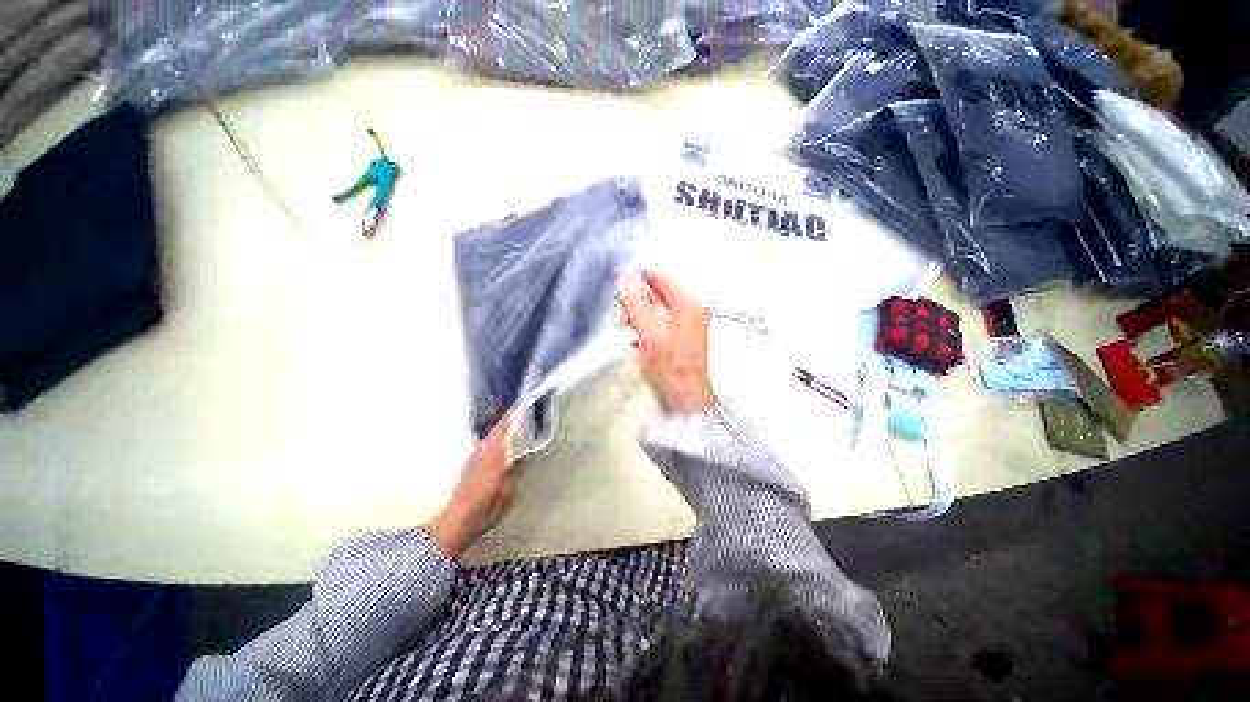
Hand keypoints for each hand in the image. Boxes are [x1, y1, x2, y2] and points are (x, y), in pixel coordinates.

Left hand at [425, 414, 523, 557]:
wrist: (455, 522)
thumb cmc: (485, 508)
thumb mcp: (509, 491)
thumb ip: (516, 471)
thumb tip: (523, 456)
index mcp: (495, 453)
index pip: (506, 428)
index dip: (515, 416)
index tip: (524, 405)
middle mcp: (483, 450)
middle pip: (497, 428)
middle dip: (509, 419)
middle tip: (522, 412)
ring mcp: (474, 456)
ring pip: (490, 436)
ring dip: (501, 428)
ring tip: (514, 425)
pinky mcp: (469, 464)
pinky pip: (485, 444)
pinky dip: (495, 439)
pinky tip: (501, 444)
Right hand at [617, 269, 715, 414]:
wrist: (690, 400)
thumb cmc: (669, 366)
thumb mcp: (647, 331)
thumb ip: (634, 301)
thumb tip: (624, 274)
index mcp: (688, 301)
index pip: (660, 275)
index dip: (638, 274)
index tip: (619, 277)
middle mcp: (694, 307)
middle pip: (661, 292)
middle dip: (638, 299)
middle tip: (621, 315)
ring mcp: (693, 323)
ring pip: (661, 308)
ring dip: (642, 314)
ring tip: (627, 329)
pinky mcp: (688, 337)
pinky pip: (665, 322)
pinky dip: (650, 326)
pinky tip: (639, 340)